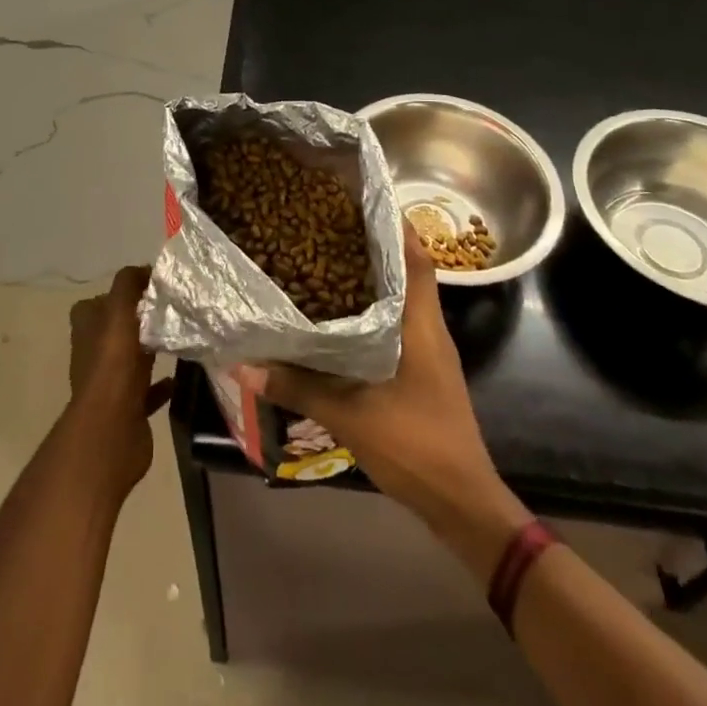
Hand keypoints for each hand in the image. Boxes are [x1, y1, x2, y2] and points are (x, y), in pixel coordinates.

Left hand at [68, 266, 172, 495]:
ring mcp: (108, 383)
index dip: (120, 293)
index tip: (149, 288)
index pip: (97, 302)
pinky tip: (179, 377)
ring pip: (131, 359)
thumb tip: (144, 269)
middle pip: (116, 330)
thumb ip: (128, 283)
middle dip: (139, 320)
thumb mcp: (119, 309)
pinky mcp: (126, 408)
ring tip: (177, 338)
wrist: (112, 427)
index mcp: (86, 328)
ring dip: (149, 351)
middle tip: (170, 311)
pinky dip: (160, 384)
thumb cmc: (113, 362)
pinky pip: (146, 391)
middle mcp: (92, 353)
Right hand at [236, 223, 527, 572]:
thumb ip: (299, 386)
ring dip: (374, 281)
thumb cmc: (415, 446)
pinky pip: (398, 328)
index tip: (366, 202)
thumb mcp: (351, 416)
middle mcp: (430, 331)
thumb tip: (245, 363)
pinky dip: (373, 314)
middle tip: (332, 227)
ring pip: (402, 302)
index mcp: (422, 327)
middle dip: (375, 248)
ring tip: (329, 261)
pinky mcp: (423, 374)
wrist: (461, 504)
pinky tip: (341, 319)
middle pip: (408, 274)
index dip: (397, 227)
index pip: (417, 261)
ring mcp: (430, 353)